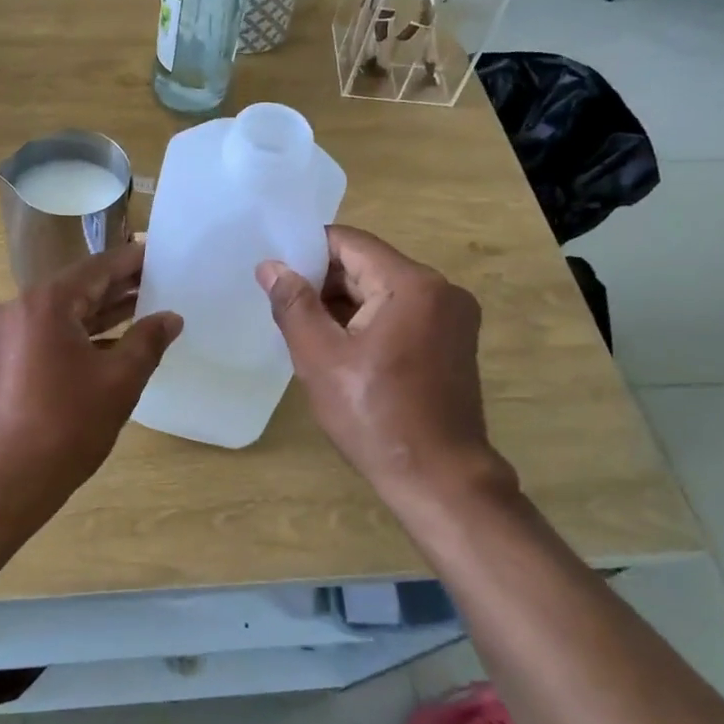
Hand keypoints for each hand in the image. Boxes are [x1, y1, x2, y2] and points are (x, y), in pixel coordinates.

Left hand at [0, 241, 180, 518]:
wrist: (2, 483)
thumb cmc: (65, 428)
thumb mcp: (119, 381)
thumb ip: (148, 341)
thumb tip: (171, 317)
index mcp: (45, 303)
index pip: (99, 267)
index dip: (134, 260)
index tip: (163, 254)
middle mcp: (18, 307)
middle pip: (78, 287)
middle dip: (120, 287)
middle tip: (162, 282)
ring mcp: (5, 333)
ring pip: (63, 312)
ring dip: (101, 312)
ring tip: (145, 308)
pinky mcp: (1, 358)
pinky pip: (47, 333)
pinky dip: (79, 335)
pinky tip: (112, 342)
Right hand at [257, 226, 515, 511]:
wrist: (440, 480)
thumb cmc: (374, 416)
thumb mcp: (320, 358)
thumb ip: (293, 304)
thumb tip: (271, 266)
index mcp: (413, 284)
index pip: (350, 243)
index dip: (307, 251)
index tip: (275, 272)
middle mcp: (441, 289)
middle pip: (368, 265)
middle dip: (323, 282)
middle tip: (284, 306)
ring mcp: (453, 317)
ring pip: (383, 290)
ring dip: (344, 304)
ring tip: (306, 330)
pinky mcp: (453, 341)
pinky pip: (401, 313)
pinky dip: (368, 322)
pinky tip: (340, 348)